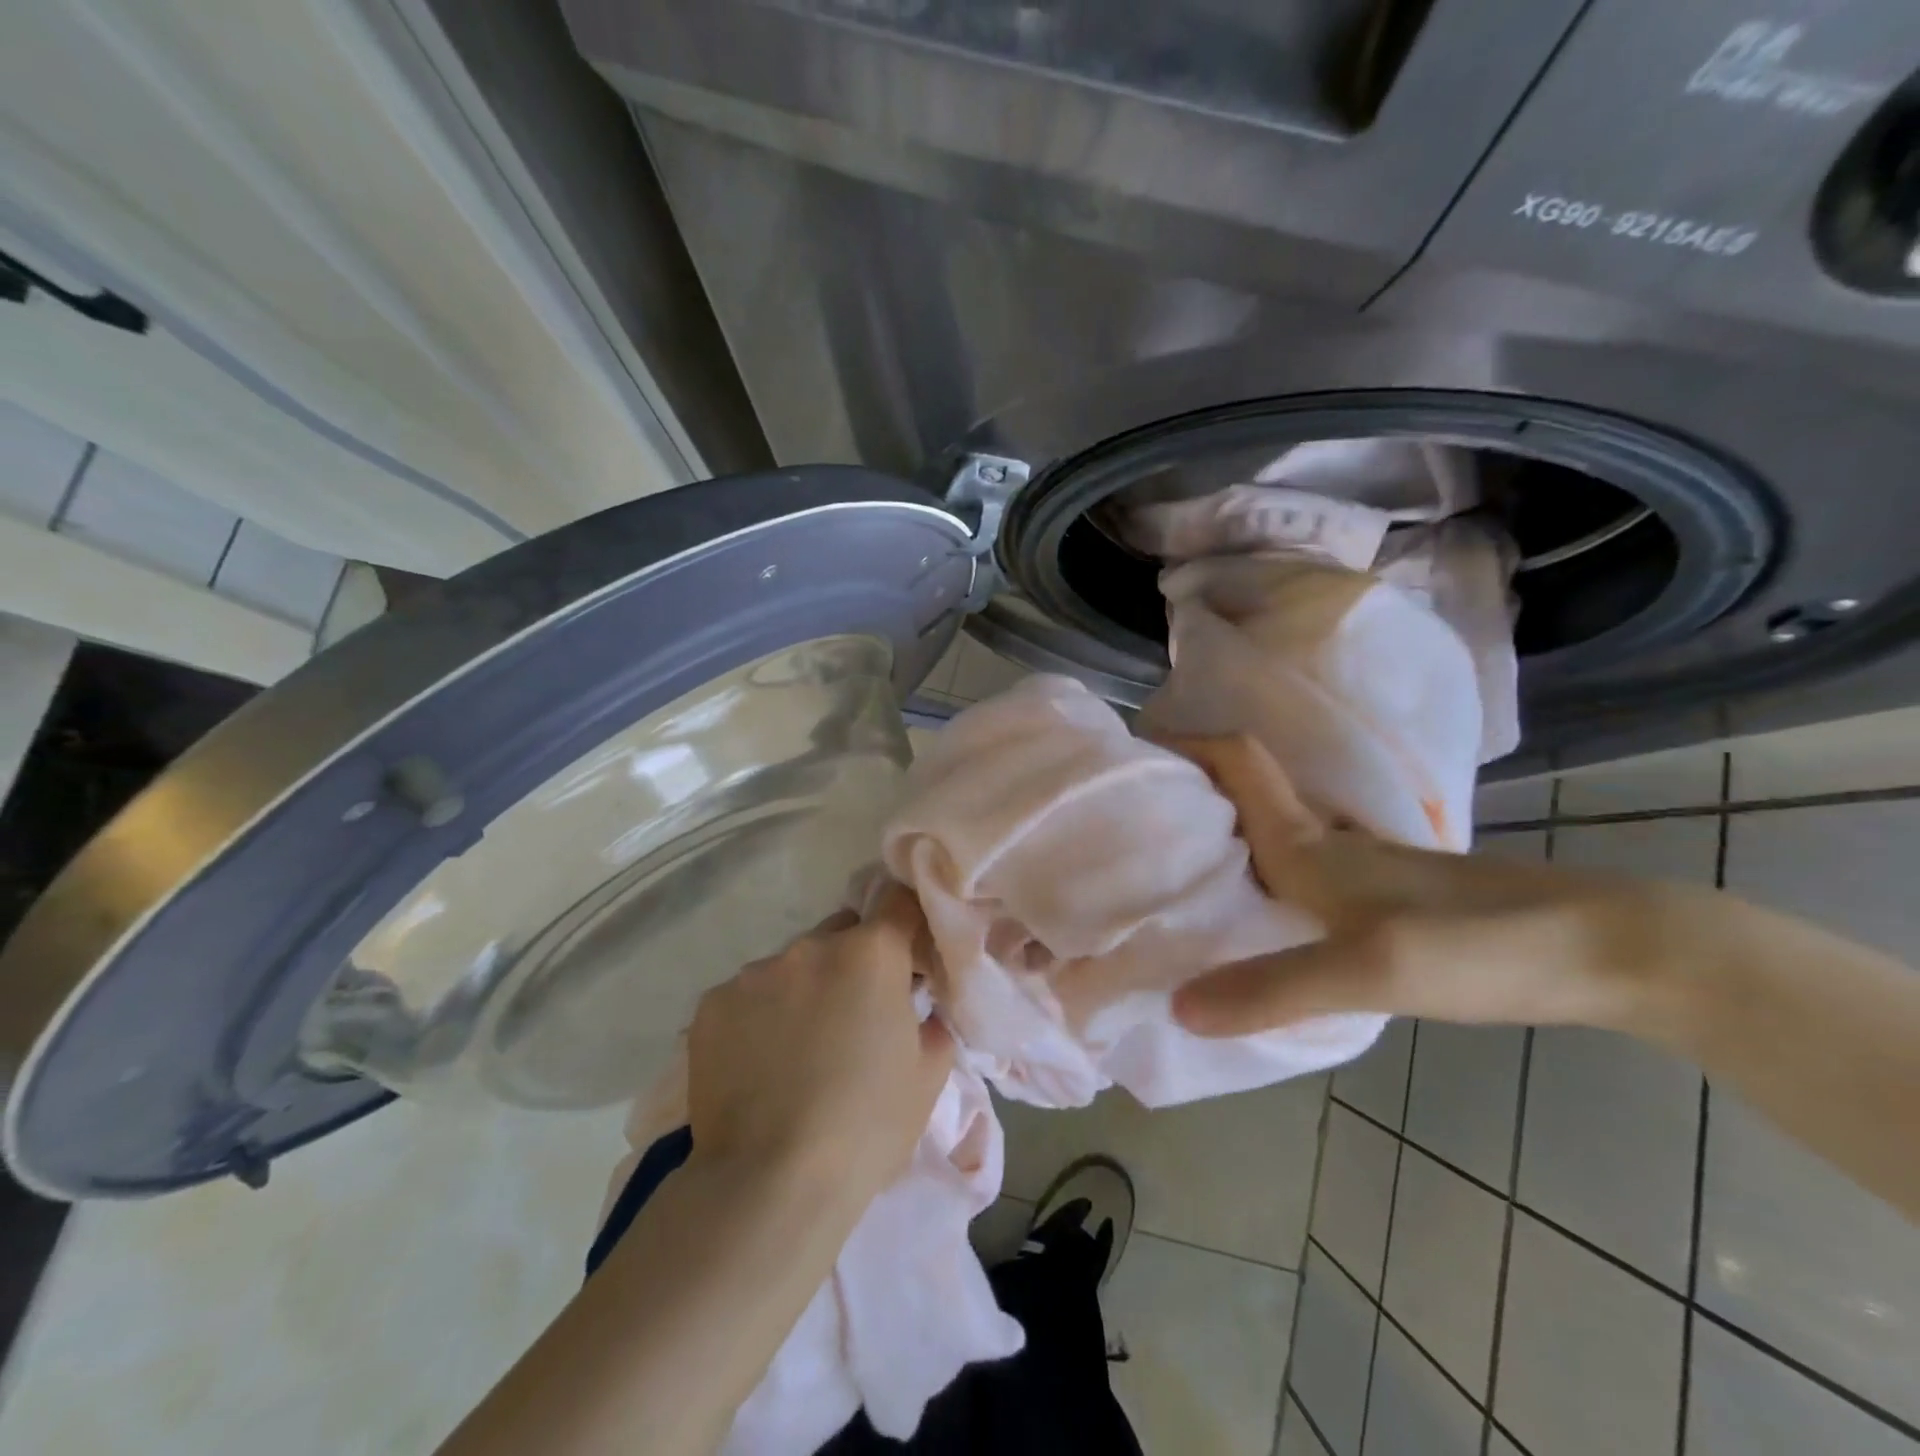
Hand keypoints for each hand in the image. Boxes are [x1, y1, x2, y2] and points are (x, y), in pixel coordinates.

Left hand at [685, 886, 954, 1200]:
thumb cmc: (865, 1128)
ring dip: (802, 990)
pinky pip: (747, 995)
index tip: (907, 960)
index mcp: (871, 954)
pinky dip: (757, 1017)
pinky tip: (756, 1065)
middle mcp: (811, 946)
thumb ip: (932, 1024)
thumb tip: (921, 1008)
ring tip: (796, 1051)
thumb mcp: (927, 1078)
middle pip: (842, 932)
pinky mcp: (711, 1003)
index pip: (897, 902)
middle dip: (853, 961)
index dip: (906, 925)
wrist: (769, 1184)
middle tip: (852, 1018)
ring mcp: (756, 972)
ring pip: (791, 965)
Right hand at [1163, 735, 1695, 1039]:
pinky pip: (1293, 875)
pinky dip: (1254, 880)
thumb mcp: (1372, 970)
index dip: (1188, 745)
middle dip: (1183, 795)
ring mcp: (1357, 873)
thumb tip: (1177, 1006)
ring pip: (1266, 835)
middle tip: (1128, 822)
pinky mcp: (1381, 903)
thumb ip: (1274, 987)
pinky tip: (1247, 923)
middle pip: (1241, 796)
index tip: (1136, 753)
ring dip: (1216, 838)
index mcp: (1309, 843)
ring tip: (1167, 872)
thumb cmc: (1480, 943)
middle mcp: (1324, 845)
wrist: (1607, 950)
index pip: (1239, 762)